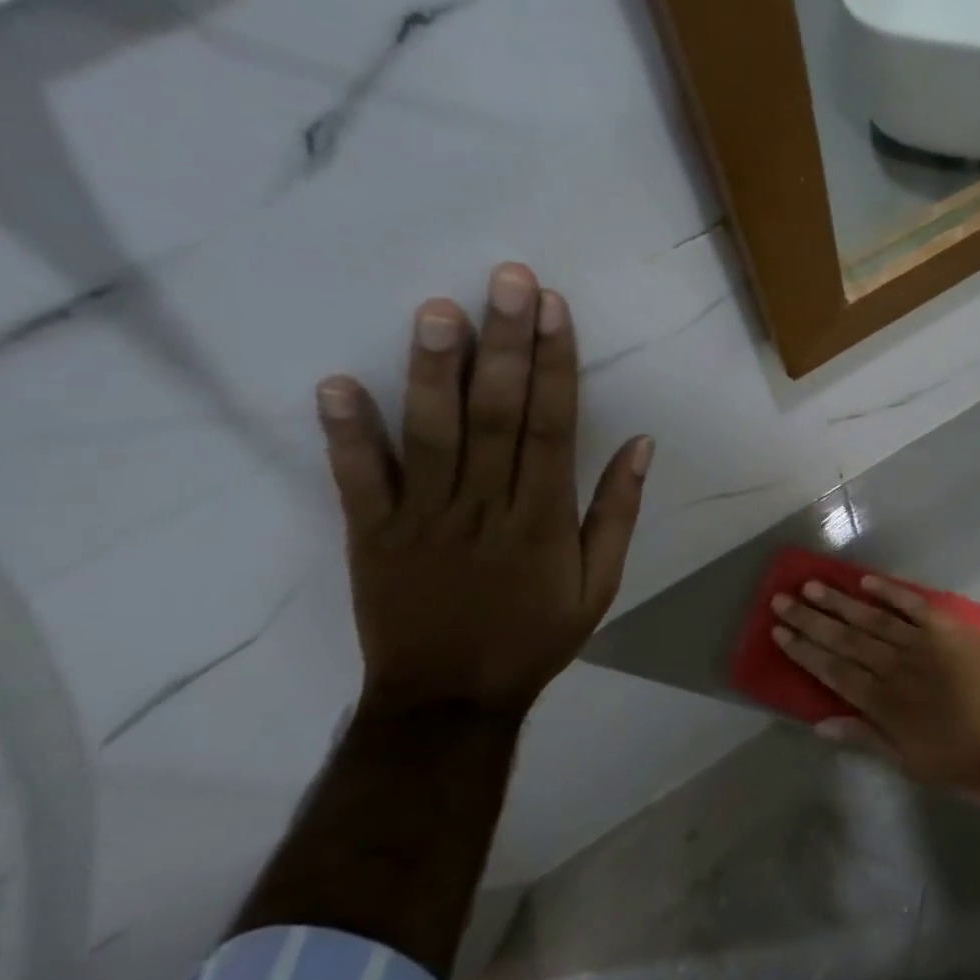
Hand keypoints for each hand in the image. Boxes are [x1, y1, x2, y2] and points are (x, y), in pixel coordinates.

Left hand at [315, 263, 652, 718]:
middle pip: (498, 415)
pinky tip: (337, 384)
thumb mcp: (599, 586)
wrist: (449, 699)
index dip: (555, 365)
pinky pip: (359, 481)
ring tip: (437, 310)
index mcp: (543, 519)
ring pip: (432, 436)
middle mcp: (486, 507)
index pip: (553, 427)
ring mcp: (424, 519)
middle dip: (506, 344)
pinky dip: (347, 435)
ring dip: (434, 371)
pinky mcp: (373, 535)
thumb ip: (618, 513)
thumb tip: (641, 445)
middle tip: (507, 279)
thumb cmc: (534, 637)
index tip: (553, 309)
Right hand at [770, 575, 979, 805]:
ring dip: (840, 602)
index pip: (833, 670)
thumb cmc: (974, 764)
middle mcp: (897, 666)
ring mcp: (925, 643)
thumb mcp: (916, 765)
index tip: (779, 632)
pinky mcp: (952, 628)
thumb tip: (821, 724)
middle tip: (781, 599)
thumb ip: (868, 739)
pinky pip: (914, 605)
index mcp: (886, 704)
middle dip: (810, 620)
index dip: (804, 650)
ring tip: (811, 585)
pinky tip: (866, 582)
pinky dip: (890, 592)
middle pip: (845, 638)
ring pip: (872, 618)